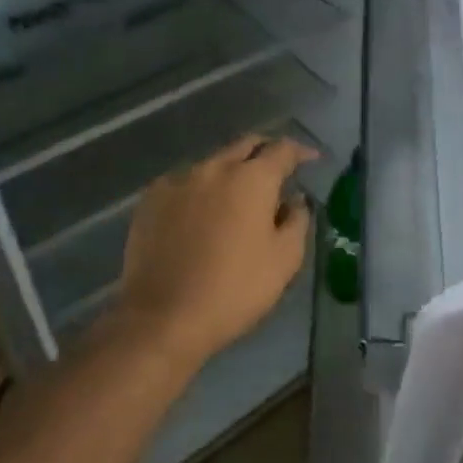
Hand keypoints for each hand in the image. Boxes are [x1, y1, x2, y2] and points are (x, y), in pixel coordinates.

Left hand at [101, 134, 315, 380]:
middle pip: (245, 145)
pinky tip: (202, 212)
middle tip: (277, 169)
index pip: (282, 150)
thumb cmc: (234, 289)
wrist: (163, 316)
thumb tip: (294, 199)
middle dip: (265, 151)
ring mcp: (177, 181)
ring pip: (213, 163)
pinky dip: (201, 189)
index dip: (300, 151)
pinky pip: (184, 182)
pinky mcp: (151, 199)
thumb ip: (296, 220)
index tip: (310, 160)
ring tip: (239, 196)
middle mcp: (214, 168)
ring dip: (231, 171)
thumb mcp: (284, 260)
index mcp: (252, 179)